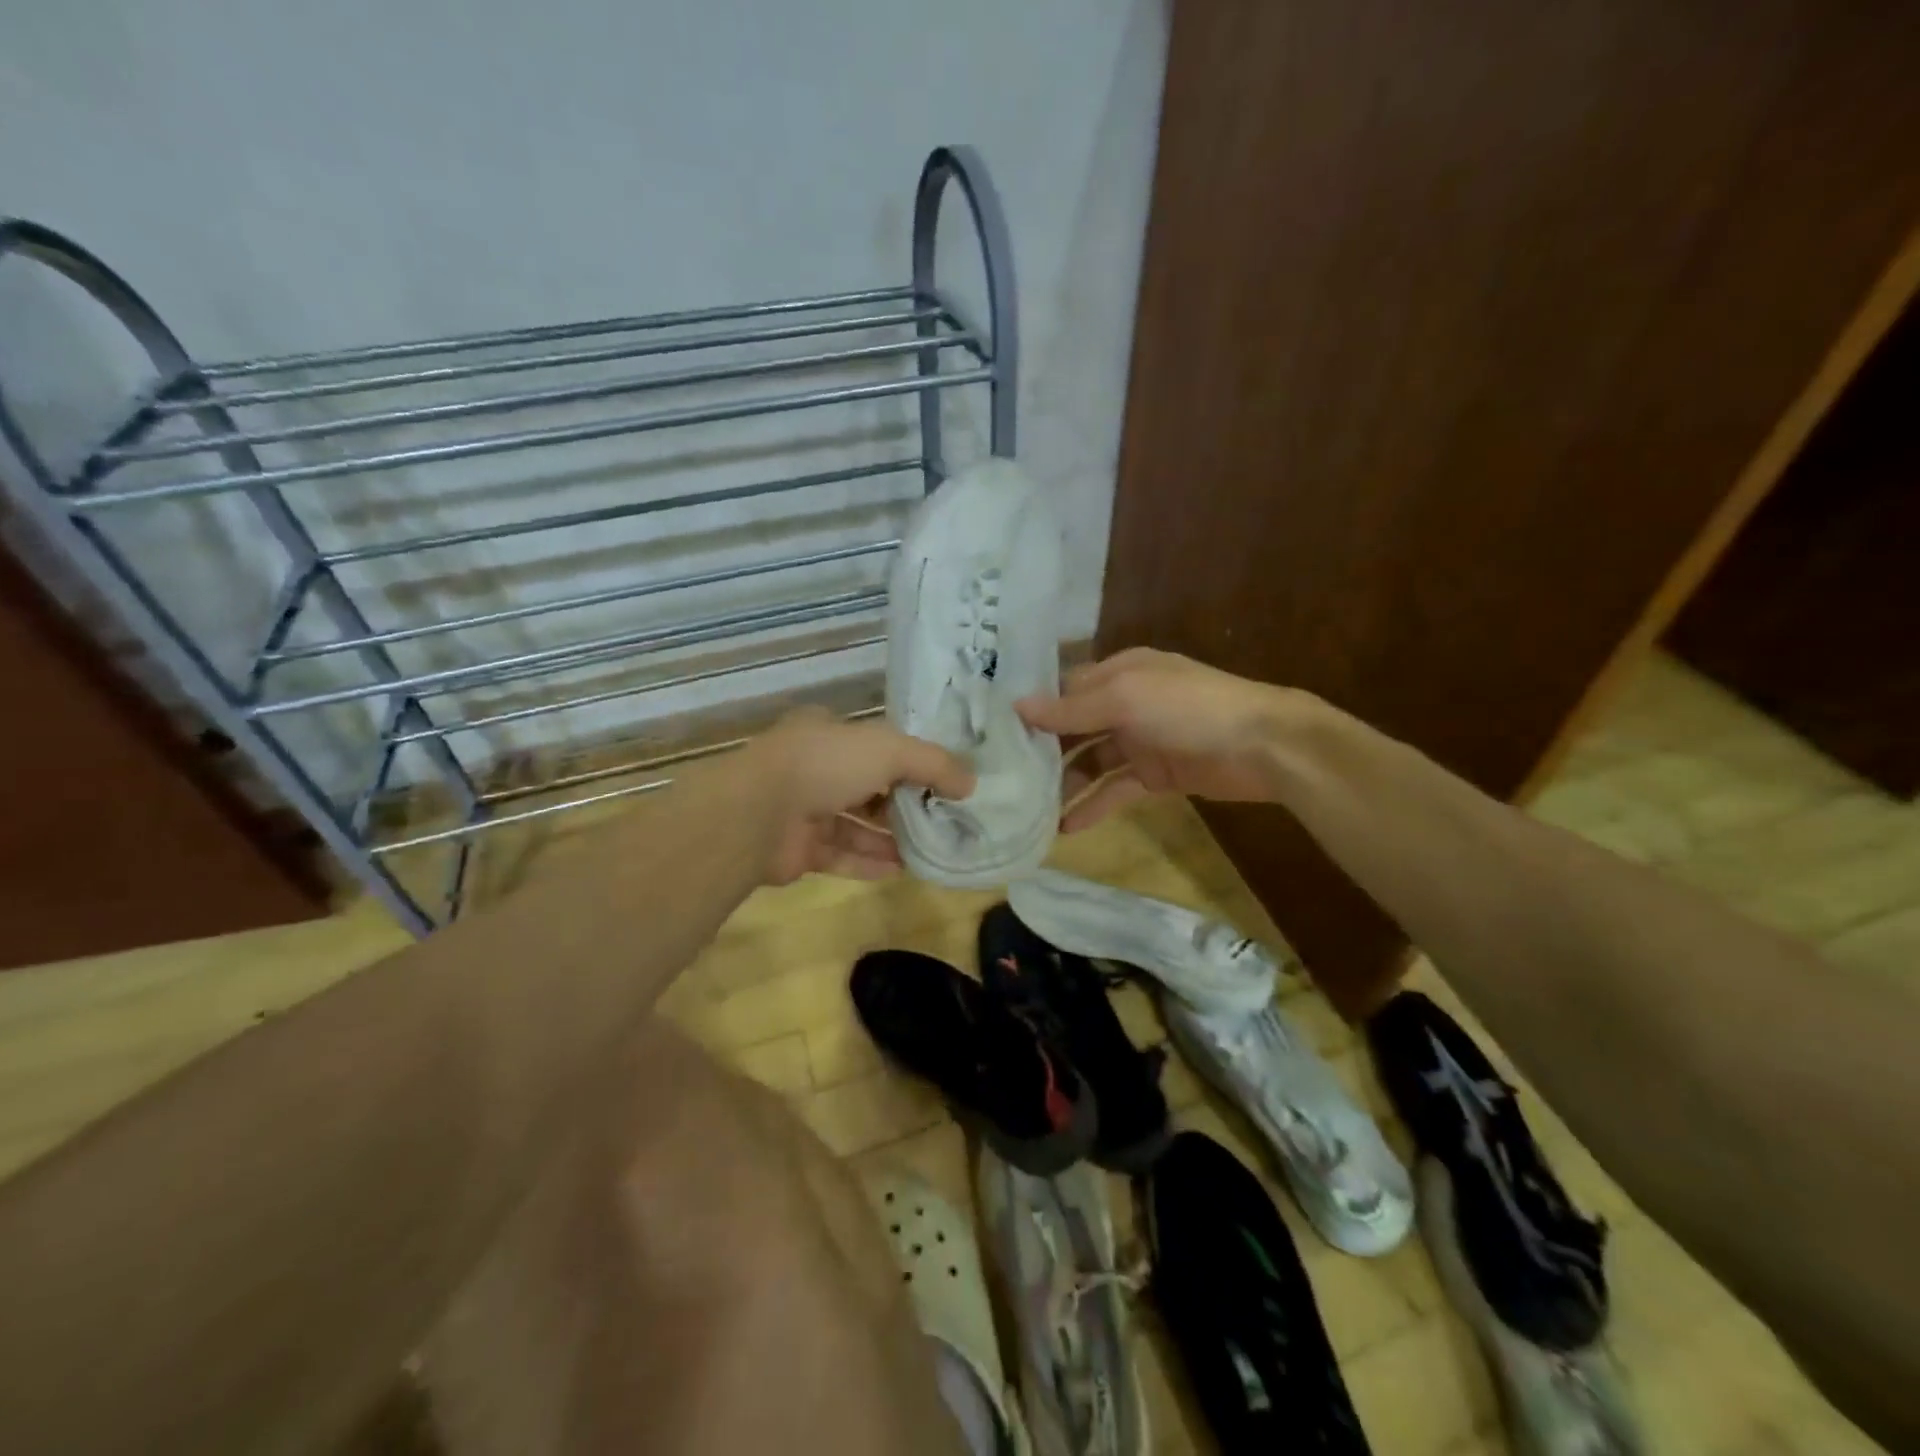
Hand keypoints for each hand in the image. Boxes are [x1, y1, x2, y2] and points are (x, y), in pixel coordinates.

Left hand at [747, 708, 974, 883]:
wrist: (757, 813)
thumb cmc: (826, 764)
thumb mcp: (890, 750)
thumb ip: (933, 764)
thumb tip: (970, 783)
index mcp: (829, 733)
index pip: (878, 744)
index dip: (911, 760)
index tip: (945, 780)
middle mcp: (815, 768)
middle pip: (869, 786)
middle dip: (904, 803)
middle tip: (944, 819)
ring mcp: (803, 810)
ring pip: (856, 824)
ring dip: (890, 837)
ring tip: (930, 849)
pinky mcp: (798, 850)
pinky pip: (841, 855)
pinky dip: (869, 862)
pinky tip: (902, 870)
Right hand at [1017, 647, 1303, 830]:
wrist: (1262, 746)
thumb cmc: (1189, 708)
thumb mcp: (1125, 699)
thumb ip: (1072, 709)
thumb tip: (1017, 706)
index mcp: (1118, 672)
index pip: (1064, 689)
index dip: (1033, 709)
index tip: (993, 733)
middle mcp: (1124, 703)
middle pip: (1073, 727)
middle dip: (1042, 750)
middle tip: (1002, 777)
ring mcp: (1140, 741)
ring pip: (1090, 761)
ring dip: (1063, 783)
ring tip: (1027, 809)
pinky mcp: (1155, 775)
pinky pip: (1114, 789)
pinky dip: (1093, 806)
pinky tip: (1066, 828)